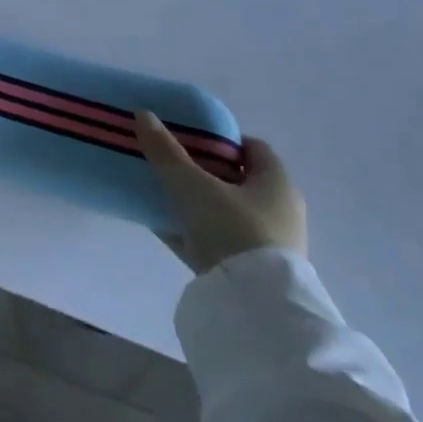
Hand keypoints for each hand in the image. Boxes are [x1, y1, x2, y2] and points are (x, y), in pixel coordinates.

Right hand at [132, 112, 306, 273]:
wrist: (253, 308)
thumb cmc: (232, 230)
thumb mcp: (192, 185)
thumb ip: (165, 151)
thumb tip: (142, 113)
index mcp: (277, 184)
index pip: (253, 148)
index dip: (221, 139)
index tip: (189, 139)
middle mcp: (280, 211)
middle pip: (237, 180)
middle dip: (204, 171)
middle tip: (170, 164)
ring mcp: (268, 245)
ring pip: (226, 212)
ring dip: (198, 203)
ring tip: (162, 194)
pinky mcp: (251, 273)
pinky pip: (218, 241)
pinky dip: (195, 232)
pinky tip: (163, 227)